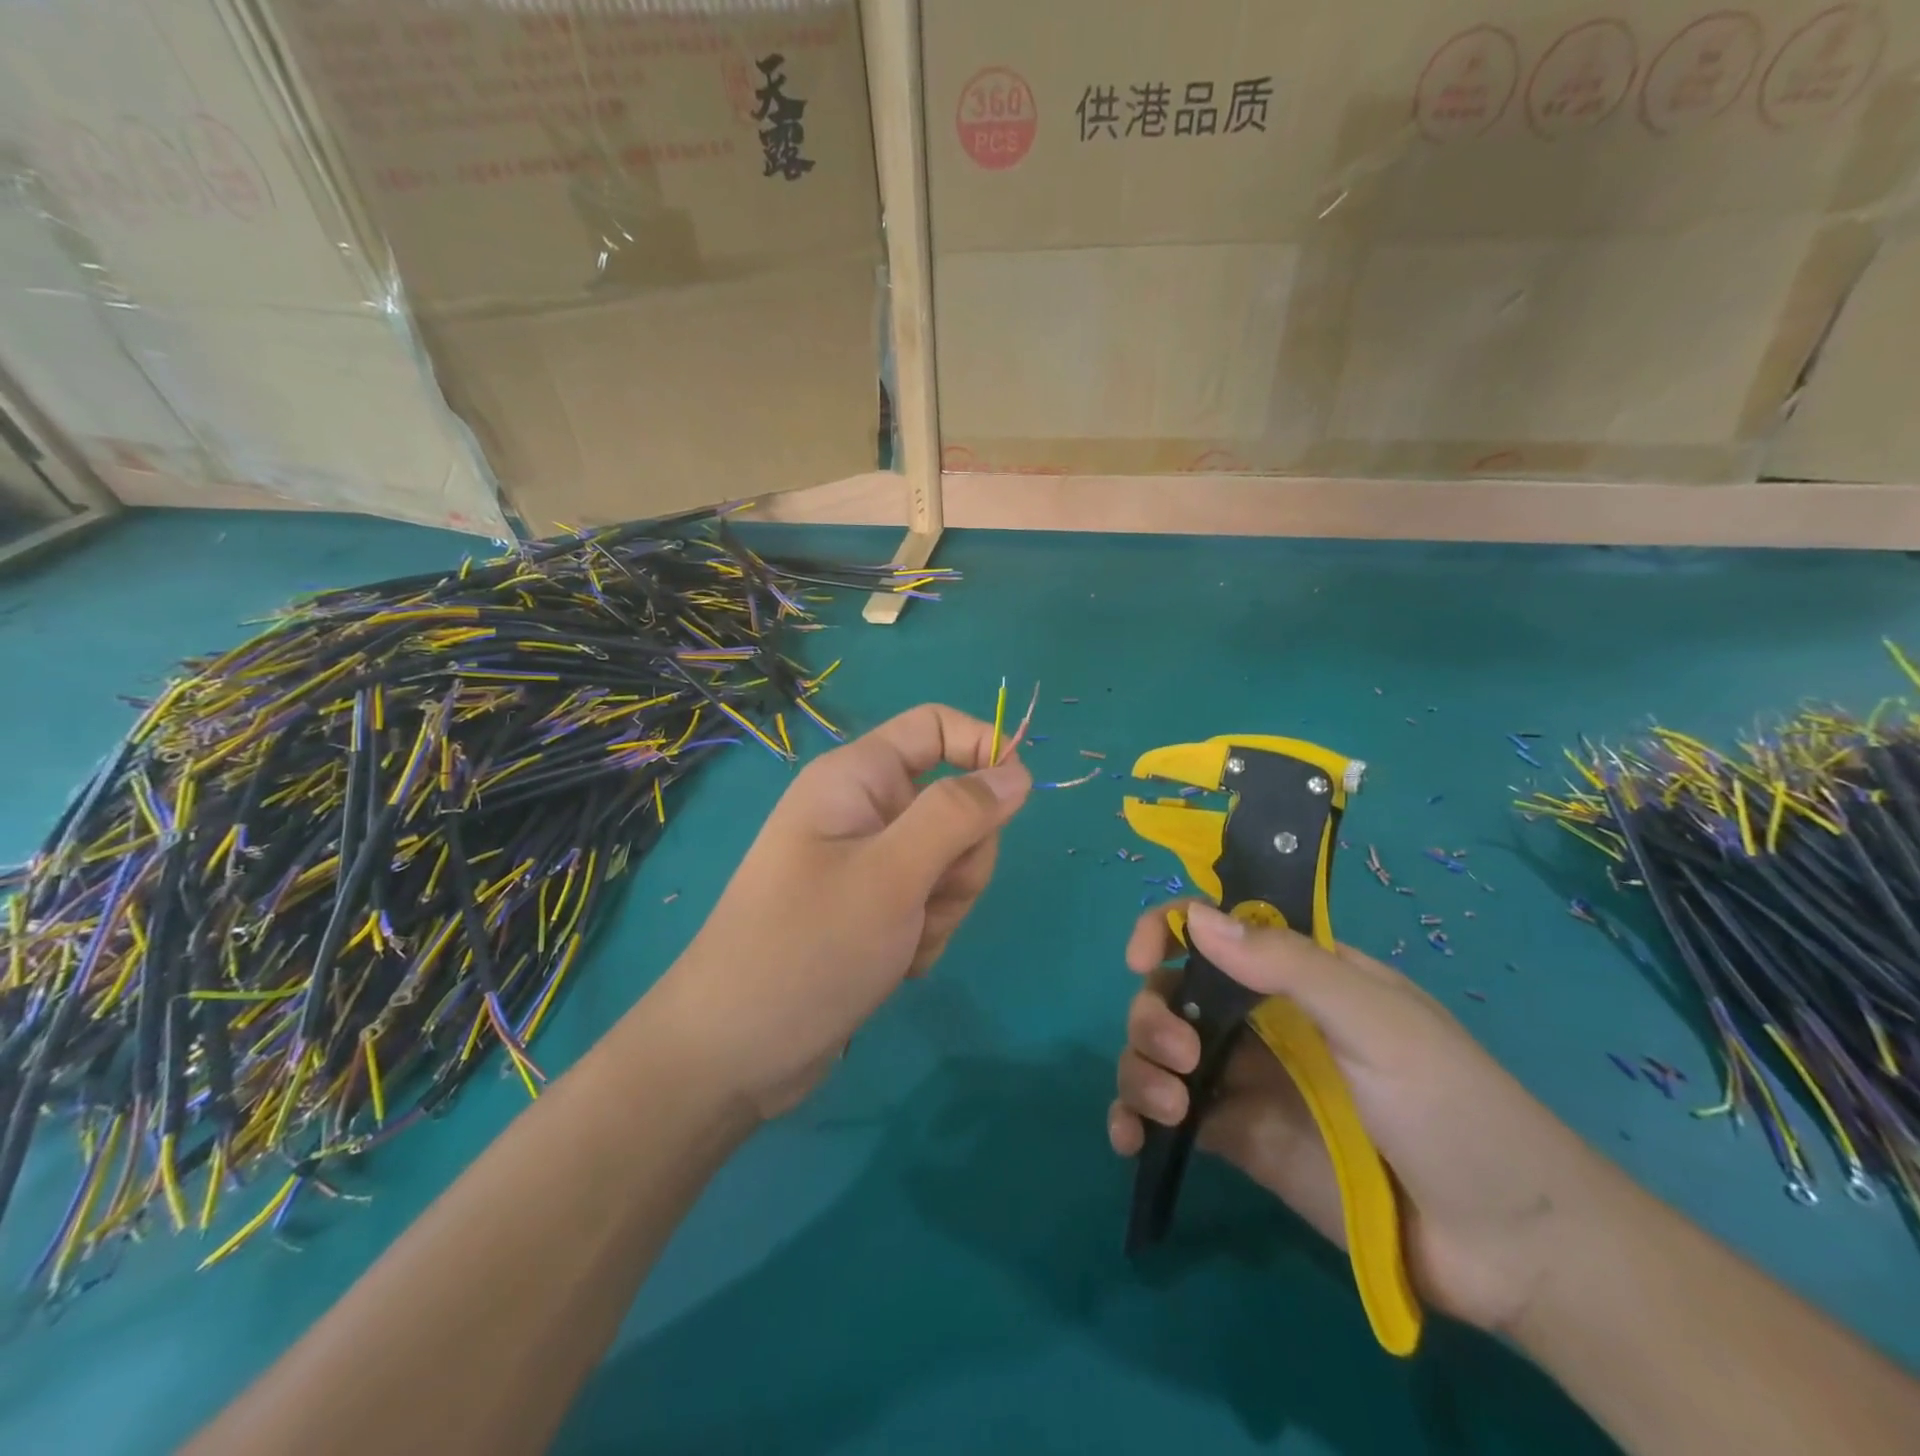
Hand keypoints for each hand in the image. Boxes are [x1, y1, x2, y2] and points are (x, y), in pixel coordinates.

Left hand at [659, 704, 1029, 1119]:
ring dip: (943, 905)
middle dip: (960, 857)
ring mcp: (867, 862)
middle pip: (954, 802)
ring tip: (902, 941)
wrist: (733, 1055)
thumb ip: (959, 815)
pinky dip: (926, 932)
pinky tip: (895, 964)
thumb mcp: (893, 875)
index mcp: (856, 778)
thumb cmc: (809, 948)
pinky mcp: (872, 908)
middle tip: (926, 897)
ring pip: (950, 860)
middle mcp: (863, 810)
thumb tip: (1017, 770)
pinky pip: (930, 901)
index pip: (935, 727)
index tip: (1019, 798)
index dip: (983, 747)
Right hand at [1108, 902, 1609, 1335]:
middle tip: (1182, 1057)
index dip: (1167, 930)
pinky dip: (1133, 1121)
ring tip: (1167, 1110)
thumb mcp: (1378, 1021)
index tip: (1144, 959)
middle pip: (1172, 993)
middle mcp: (1259, 1019)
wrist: (1511, 1246)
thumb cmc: (1453, 1106)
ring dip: (1138, 1067)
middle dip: (1153, 1015)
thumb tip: (1194, 916)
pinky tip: (1130, 1140)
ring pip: (1158, 1052)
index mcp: (1294, 974)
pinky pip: (1167, 1118)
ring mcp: (1245, 1081)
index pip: (1213, 930)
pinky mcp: (1238, 1140)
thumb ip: (1287, 966)